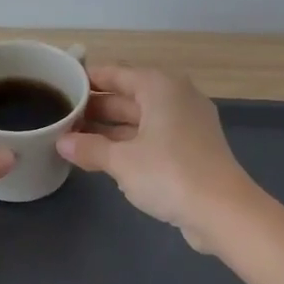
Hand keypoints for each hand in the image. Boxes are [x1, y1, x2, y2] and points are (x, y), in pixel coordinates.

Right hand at [57, 65, 255, 252]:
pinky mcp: (191, 148)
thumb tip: (62, 142)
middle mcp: (175, 97)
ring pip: (139, 119)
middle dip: (95, 108)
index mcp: (159, 87)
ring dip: (109, 129)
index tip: (61, 85)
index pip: (116, 73)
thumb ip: (89, 147)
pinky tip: (103, 156)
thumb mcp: (121, 160)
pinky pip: (152, 137)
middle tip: (61, 116)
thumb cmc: (168, 173)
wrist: (223, 210)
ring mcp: (186, 123)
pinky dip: (129, 143)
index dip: (88, 79)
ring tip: (73, 138)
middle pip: (128, 96)